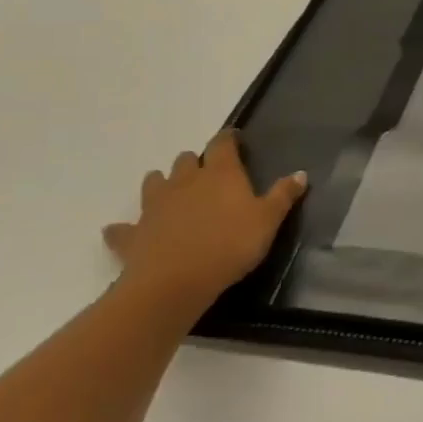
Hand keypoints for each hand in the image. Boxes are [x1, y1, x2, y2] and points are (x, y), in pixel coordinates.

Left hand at [103, 130, 305, 307]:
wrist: (174, 283)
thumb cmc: (230, 245)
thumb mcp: (268, 221)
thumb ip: (283, 195)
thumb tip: (300, 173)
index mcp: (220, 174)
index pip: (222, 143)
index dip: (228, 138)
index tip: (235, 139)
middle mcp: (185, 181)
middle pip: (186, 160)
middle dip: (195, 163)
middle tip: (207, 175)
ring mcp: (154, 206)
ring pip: (153, 182)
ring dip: (161, 184)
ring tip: (171, 194)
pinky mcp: (132, 234)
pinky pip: (122, 228)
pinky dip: (124, 229)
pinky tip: (124, 232)